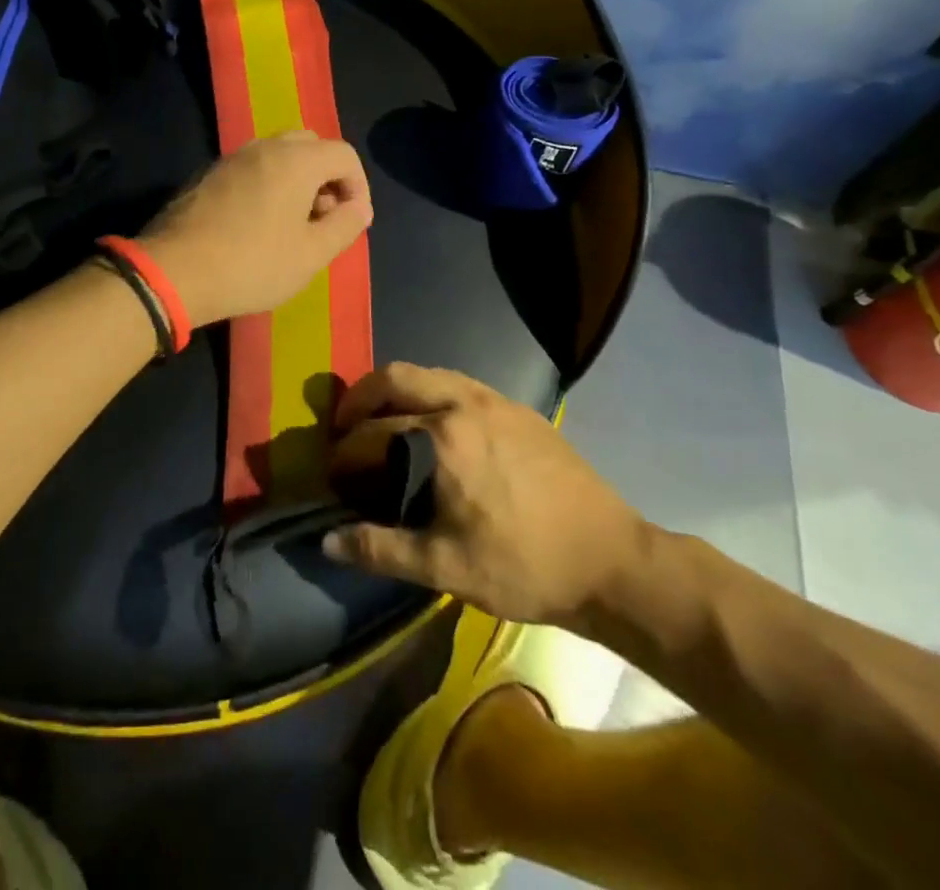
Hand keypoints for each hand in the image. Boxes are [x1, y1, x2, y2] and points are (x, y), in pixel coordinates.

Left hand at [137, 131, 371, 326]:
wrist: (174, 272)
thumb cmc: (251, 264)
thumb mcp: (310, 255)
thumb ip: (345, 226)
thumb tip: (359, 208)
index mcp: (295, 160)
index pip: (344, 154)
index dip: (358, 186)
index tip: (351, 221)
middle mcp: (264, 147)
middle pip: (310, 146)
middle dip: (327, 178)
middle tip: (322, 218)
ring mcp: (231, 158)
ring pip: (278, 155)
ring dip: (296, 181)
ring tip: (291, 225)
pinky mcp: (207, 174)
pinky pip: (251, 168)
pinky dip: (267, 185)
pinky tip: (257, 224)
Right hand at [322, 363, 649, 626]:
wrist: (612, 561)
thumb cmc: (524, 566)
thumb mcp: (446, 567)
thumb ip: (380, 549)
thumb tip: (327, 541)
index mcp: (441, 437)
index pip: (372, 431)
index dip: (344, 452)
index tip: (332, 473)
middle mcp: (464, 402)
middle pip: (395, 377)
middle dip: (361, 395)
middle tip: (345, 424)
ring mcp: (495, 400)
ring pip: (429, 373)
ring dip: (397, 389)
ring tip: (383, 418)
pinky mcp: (519, 409)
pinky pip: (460, 383)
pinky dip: (431, 392)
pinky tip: (434, 425)